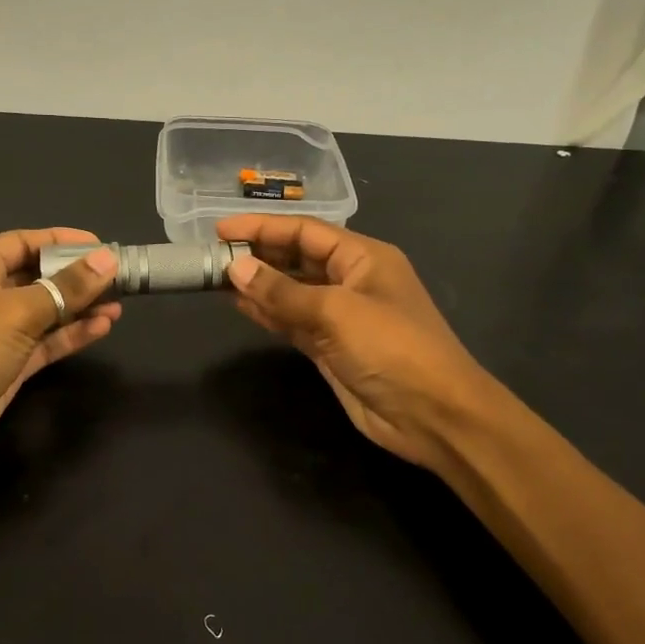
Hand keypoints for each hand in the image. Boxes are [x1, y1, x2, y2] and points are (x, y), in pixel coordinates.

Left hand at [0, 229, 121, 491]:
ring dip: (80, 307)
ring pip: (46, 312)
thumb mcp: (14, 312)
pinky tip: (103, 327)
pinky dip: (72, 335)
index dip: (62, 240)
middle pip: (38, 276)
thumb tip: (108, 259)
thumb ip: (65, 287)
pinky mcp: (6, 368)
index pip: (23, 242)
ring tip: (120, 303)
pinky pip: (45, 343)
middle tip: (120, 277)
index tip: (103, 245)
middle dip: (76, 275)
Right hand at [218, 214, 497, 472]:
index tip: (220, 230)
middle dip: (258, 255)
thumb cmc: (393, 349)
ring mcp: (341, 316)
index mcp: (363, 257)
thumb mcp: (337, 312)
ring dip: (258, 284)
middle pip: (297, 258)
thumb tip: (235, 268)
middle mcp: (351, 280)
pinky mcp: (330, 348)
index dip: (262, 228)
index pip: (305, 232)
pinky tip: (239, 305)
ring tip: (215, 277)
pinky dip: (267, 313)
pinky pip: (292, 322)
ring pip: (291, 291)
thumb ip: (283, 291)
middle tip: (212, 255)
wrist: (433, 415)